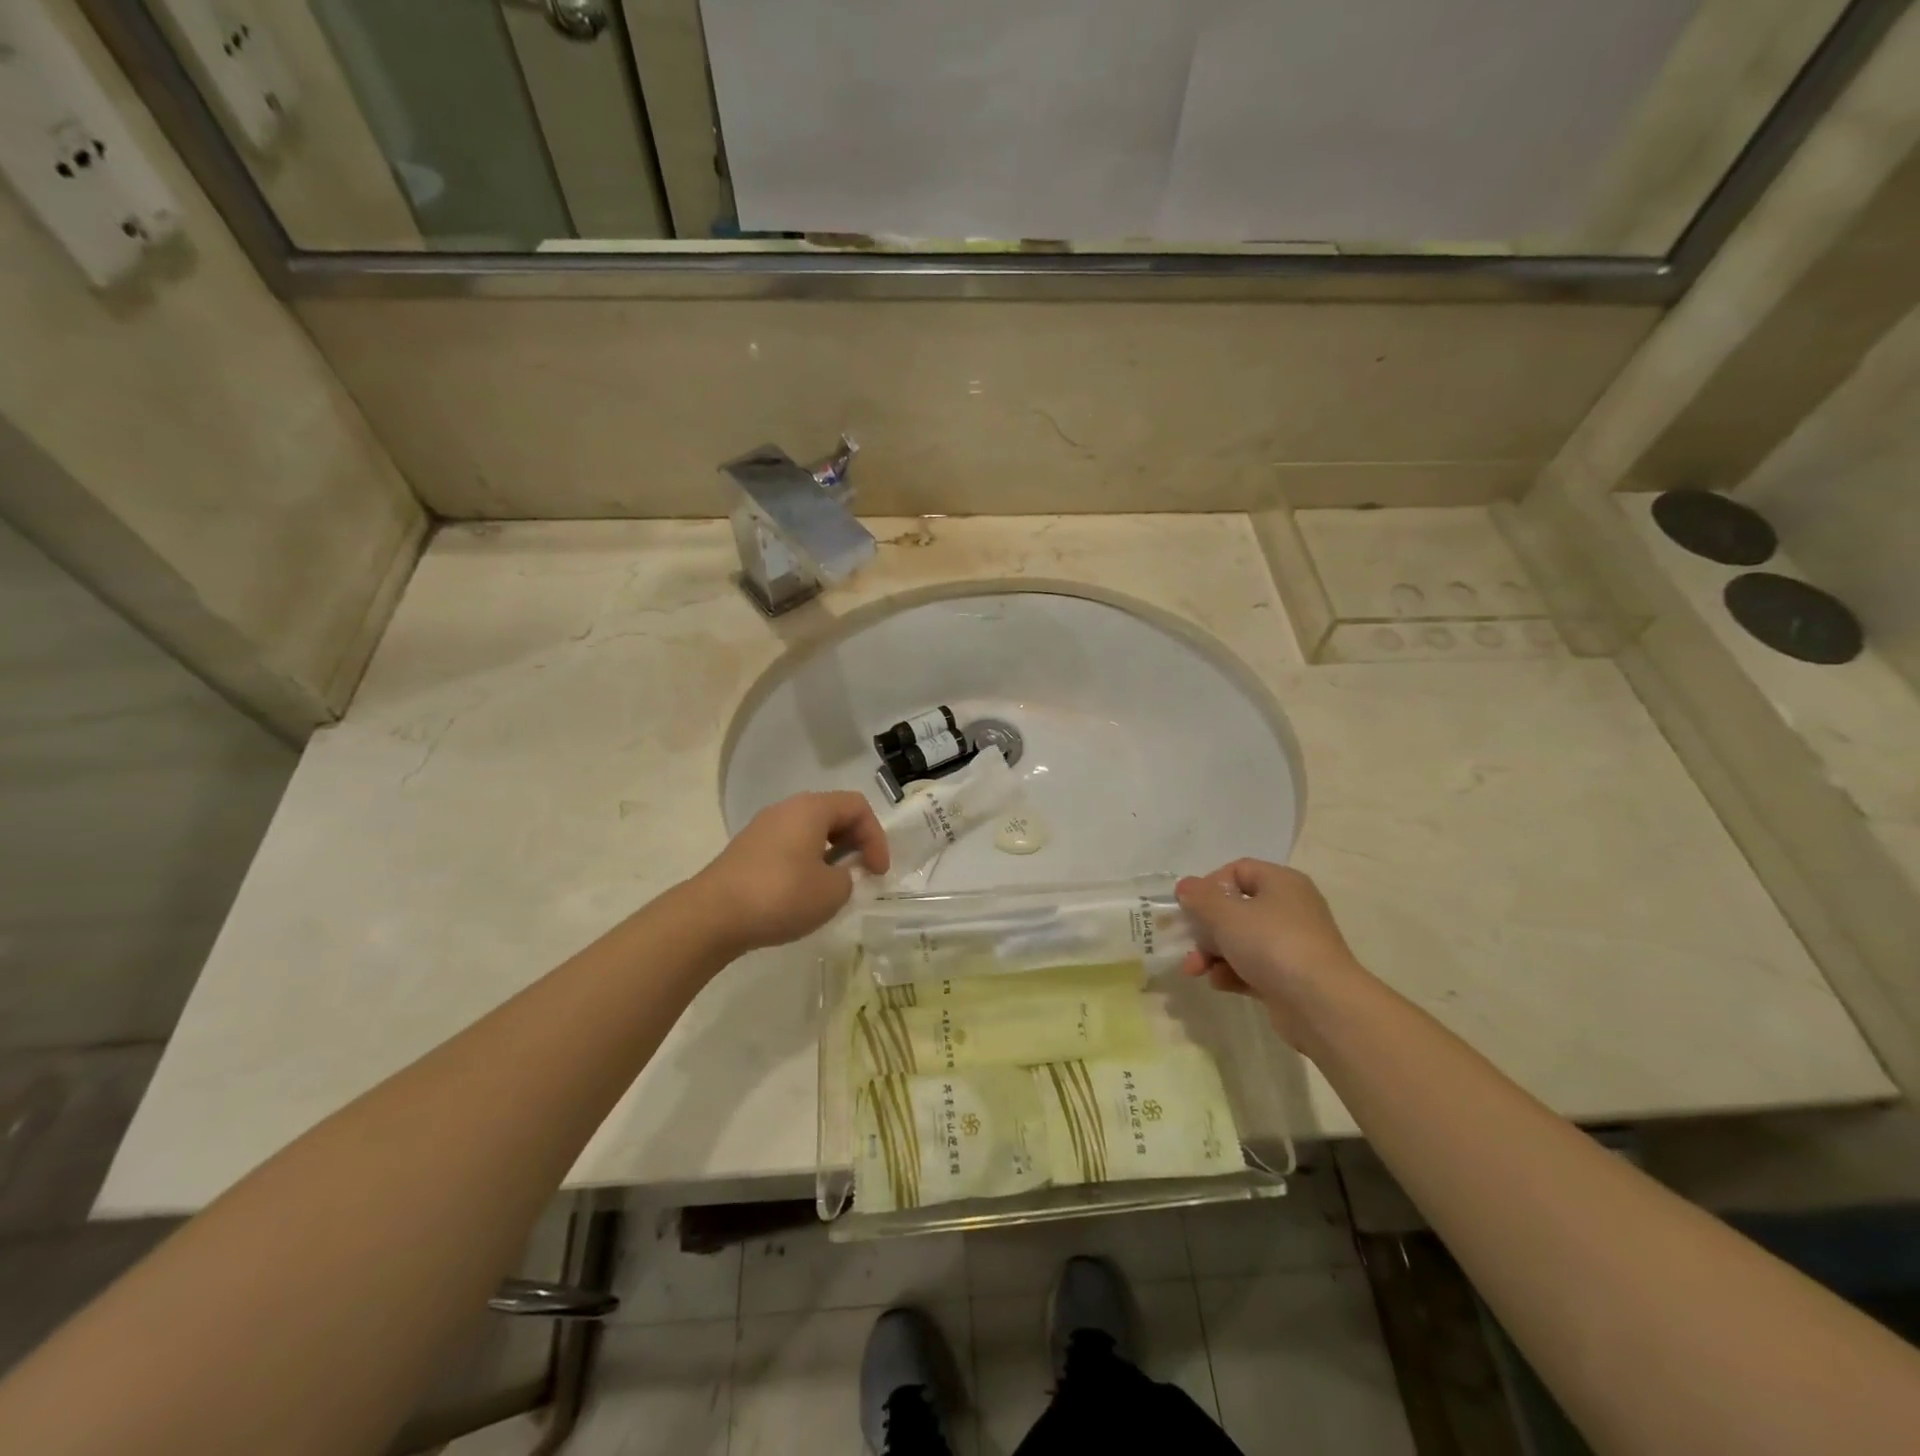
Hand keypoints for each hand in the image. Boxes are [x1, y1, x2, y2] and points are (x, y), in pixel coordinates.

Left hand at [687, 792, 888, 955]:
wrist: (712, 916)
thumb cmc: (780, 895)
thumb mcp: (832, 892)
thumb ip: (848, 878)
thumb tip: (837, 875)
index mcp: (811, 809)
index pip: (858, 807)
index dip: (876, 837)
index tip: (878, 872)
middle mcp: (786, 809)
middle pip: (833, 814)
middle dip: (855, 842)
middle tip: (862, 874)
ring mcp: (763, 828)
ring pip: (809, 831)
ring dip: (830, 854)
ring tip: (834, 887)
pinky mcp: (747, 850)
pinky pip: (789, 846)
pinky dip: (806, 863)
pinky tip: (803, 893)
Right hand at [1175, 860, 1364, 1046]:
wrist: (1321, 1004)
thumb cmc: (1272, 944)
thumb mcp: (1226, 914)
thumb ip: (1200, 898)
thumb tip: (1185, 886)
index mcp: (1281, 883)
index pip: (1238, 870)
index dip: (1209, 884)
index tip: (1190, 906)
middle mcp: (1289, 909)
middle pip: (1236, 908)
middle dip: (1205, 927)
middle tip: (1187, 942)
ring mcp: (1291, 945)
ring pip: (1241, 940)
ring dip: (1213, 953)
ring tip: (1195, 970)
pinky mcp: (1289, 977)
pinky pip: (1252, 967)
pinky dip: (1232, 973)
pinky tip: (1219, 983)